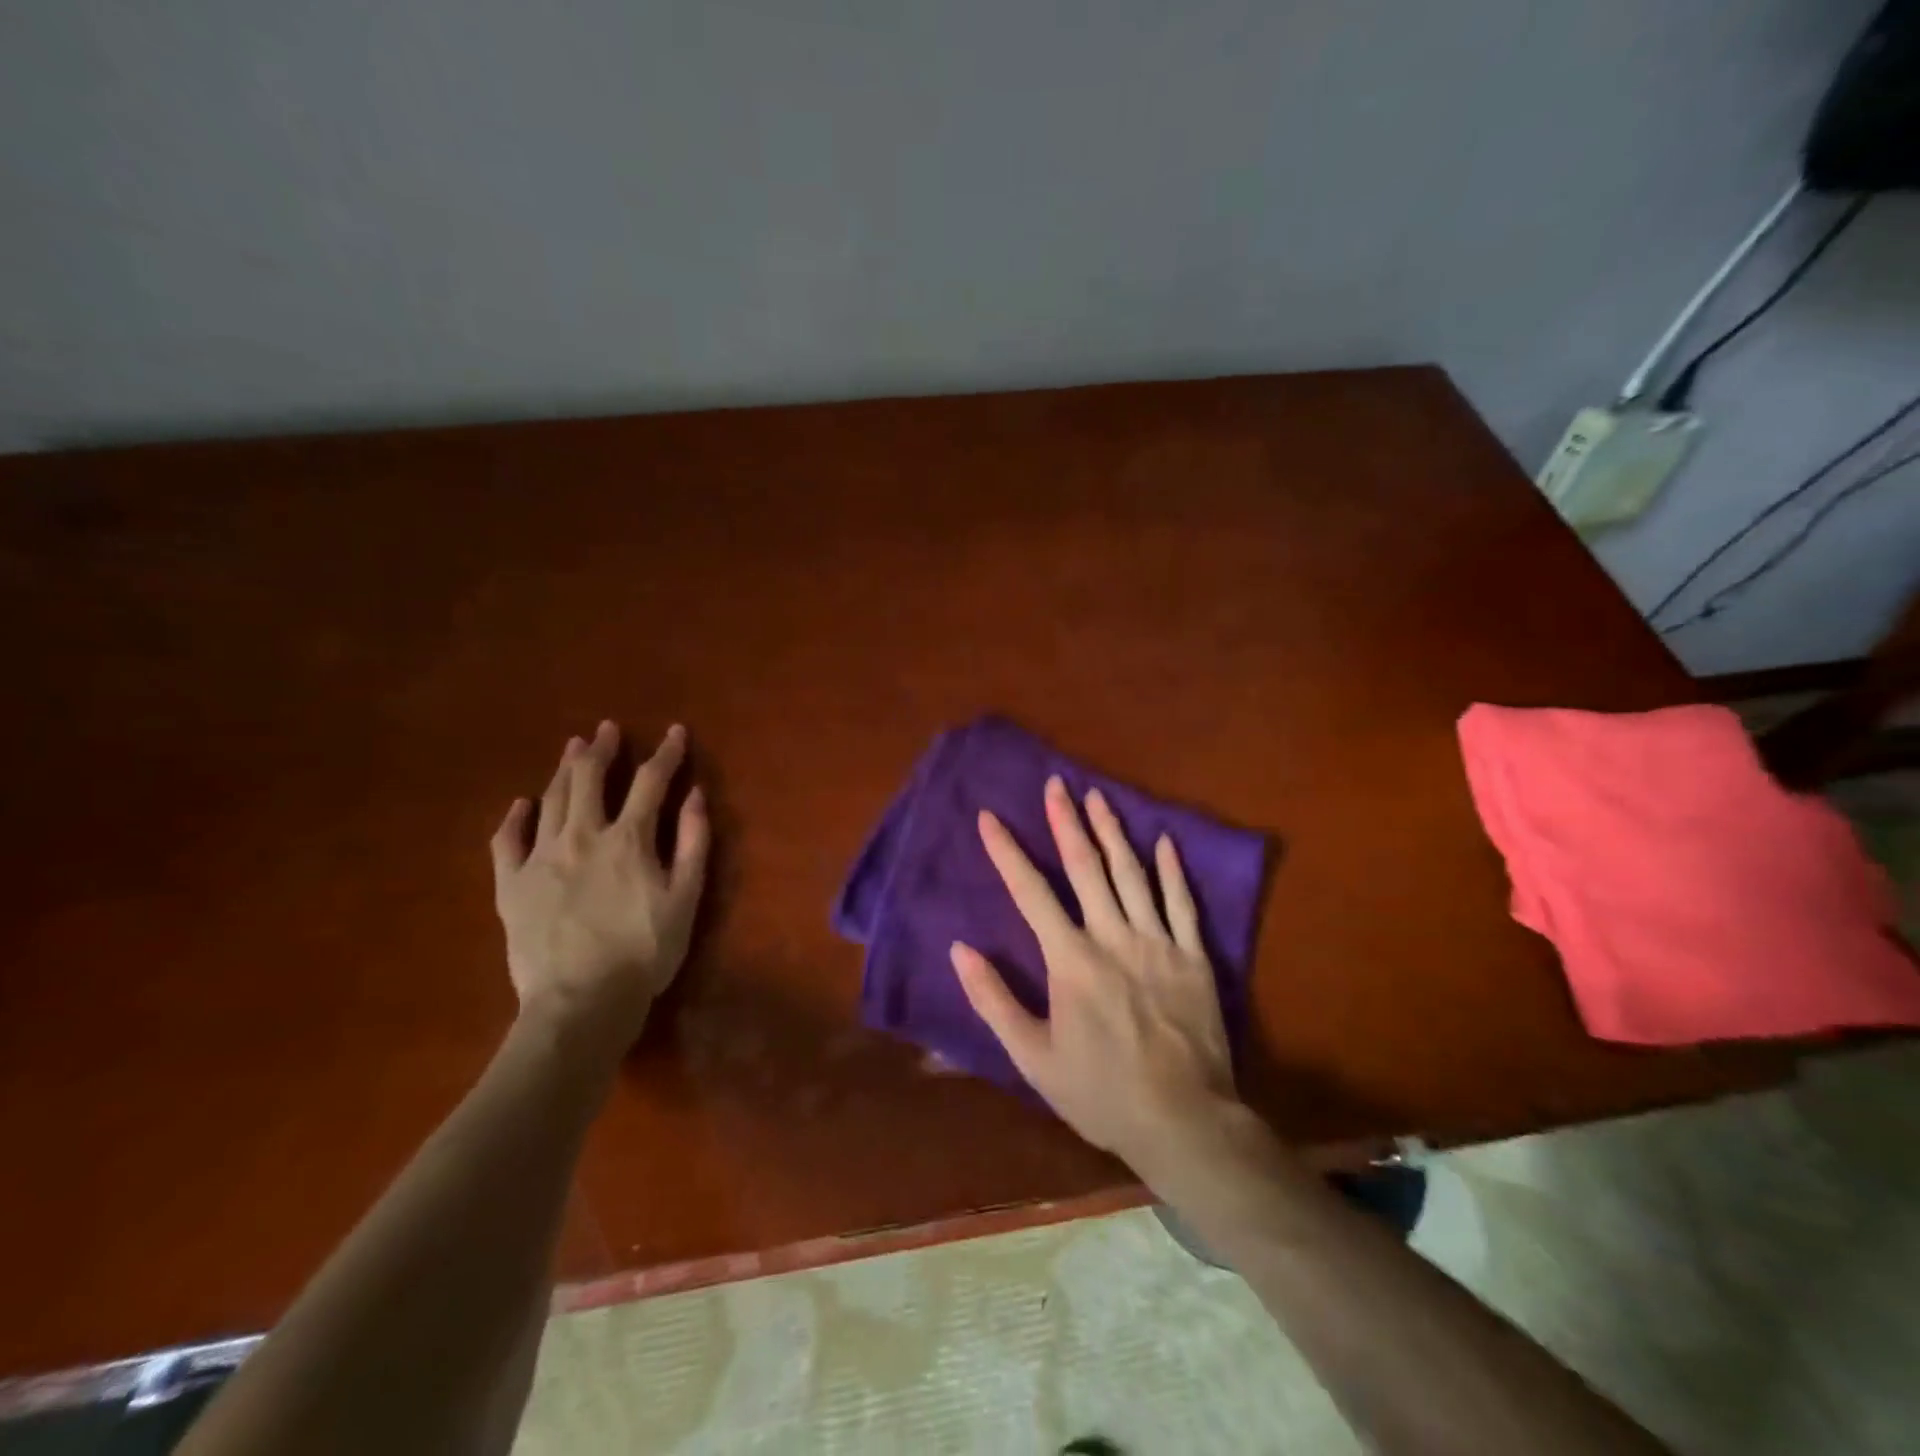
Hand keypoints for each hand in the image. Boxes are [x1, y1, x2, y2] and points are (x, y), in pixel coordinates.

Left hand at [490, 721, 708, 1056]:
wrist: (581, 1001)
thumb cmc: (645, 952)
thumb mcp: (686, 898)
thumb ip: (693, 843)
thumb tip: (695, 795)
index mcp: (628, 839)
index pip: (651, 782)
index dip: (666, 754)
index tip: (675, 732)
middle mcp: (582, 836)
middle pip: (591, 779)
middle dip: (603, 749)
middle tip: (607, 730)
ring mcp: (541, 859)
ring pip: (552, 799)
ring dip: (565, 769)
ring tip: (573, 748)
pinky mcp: (512, 885)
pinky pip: (507, 841)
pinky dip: (515, 818)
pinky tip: (522, 804)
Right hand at [951, 775, 1237, 1170]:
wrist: (1183, 1122)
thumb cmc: (1100, 1092)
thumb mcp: (1033, 1057)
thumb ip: (994, 1000)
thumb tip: (960, 950)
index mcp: (1071, 960)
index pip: (1031, 892)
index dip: (1007, 852)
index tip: (990, 817)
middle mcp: (1113, 937)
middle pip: (1086, 867)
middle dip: (1067, 822)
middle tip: (1056, 785)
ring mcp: (1158, 943)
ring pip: (1133, 874)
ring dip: (1113, 832)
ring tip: (1098, 797)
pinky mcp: (1194, 957)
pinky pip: (1182, 904)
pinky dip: (1173, 870)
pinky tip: (1165, 841)